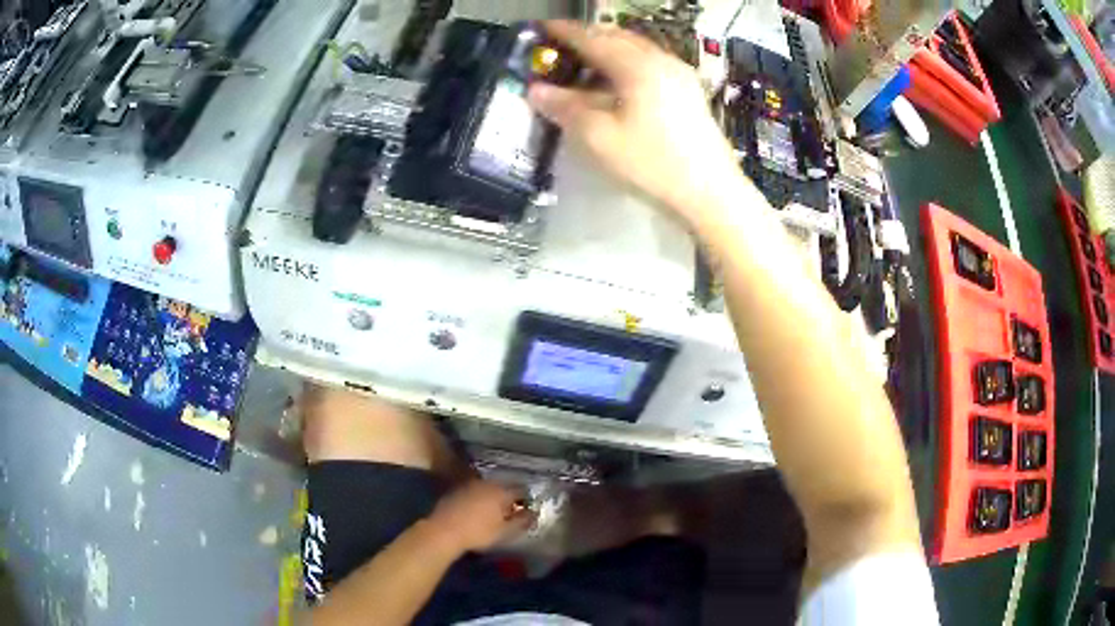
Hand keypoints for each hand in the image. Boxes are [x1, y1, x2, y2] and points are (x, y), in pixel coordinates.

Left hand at [426, 480, 533, 552]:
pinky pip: (473, 491)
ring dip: (493, 496)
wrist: (444, 531)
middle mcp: (486, 483)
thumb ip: (522, 521)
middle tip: (511, 510)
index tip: (526, 509)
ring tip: (494, 510)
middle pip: (503, 486)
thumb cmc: (478, 533)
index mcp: (501, 492)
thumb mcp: (505, 532)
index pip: (520, 490)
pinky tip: (476, 509)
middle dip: (509, 496)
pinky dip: (478, 498)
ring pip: (487, 487)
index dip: (525, 499)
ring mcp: (469, 485)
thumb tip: (533, 514)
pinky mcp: (456, 490)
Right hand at [528, 20, 742, 224]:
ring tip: (584, 63)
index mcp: (637, 66)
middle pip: (617, 37)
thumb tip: (535, 90)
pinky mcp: (688, 91)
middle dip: (586, 37)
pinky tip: (617, 82)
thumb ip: (565, 108)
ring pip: (636, 49)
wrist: (710, 192)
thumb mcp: (600, 138)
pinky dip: (626, 63)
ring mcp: (679, 74)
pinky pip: (650, 63)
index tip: (541, 29)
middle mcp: (660, 60)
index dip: (564, 32)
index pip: (593, 39)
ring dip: (608, 49)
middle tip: (559, 47)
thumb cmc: (652, 164)